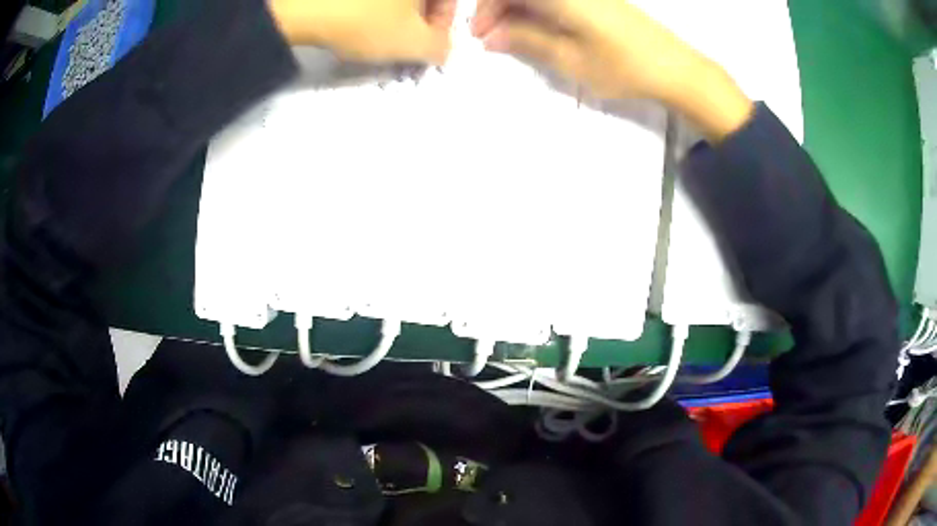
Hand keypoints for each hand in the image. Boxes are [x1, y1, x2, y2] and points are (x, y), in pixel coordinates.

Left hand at [270, 0, 456, 65]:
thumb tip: (443, 49)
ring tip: (376, 39)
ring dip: (393, 17)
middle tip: (403, 46)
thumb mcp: (413, 43)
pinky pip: (369, 1)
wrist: (301, 8)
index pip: (450, 0)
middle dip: (417, 22)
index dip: (444, 25)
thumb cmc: (365, 20)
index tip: (427, 47)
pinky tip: (356, 25)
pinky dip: (369, 9)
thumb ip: (441, 48)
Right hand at [471, 0, 753, 140]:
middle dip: (498, 10)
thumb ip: (527, 41)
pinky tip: (539, 33)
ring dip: (518, 13)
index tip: (479, 36)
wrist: (675, 69)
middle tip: (493, 40)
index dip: (486, 8)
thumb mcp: (569, 59)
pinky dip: (539, 13)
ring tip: (513, 41)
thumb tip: (490, 37)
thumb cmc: (623, 66)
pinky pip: (556, 1)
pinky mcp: (596, 0)